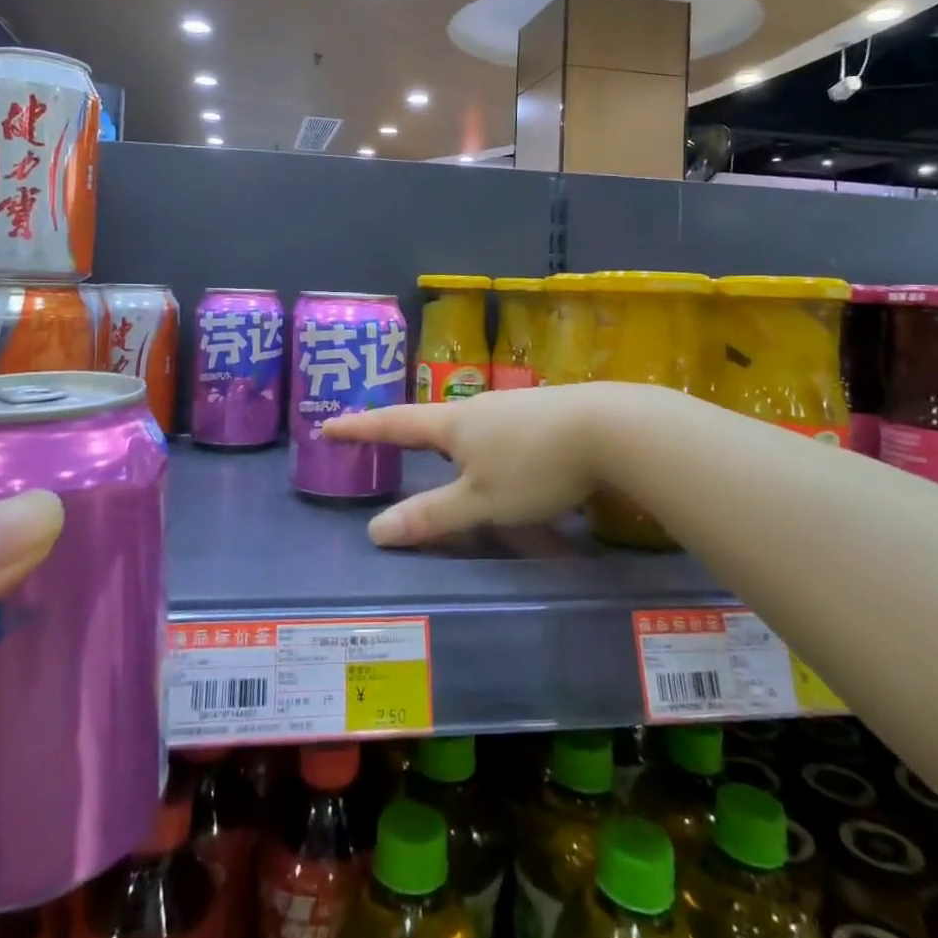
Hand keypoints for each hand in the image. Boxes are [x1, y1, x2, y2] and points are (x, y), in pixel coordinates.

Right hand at [324, 385, 613, 545]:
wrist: (609, 428)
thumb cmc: (534, 467)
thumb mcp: (481, 502)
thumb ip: (432, 517)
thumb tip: (375, 531)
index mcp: (453, 426)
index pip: (393, 424)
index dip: (359, 428)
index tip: (328, 423)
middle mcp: (477, 408)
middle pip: (433, 421)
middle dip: (410, 433)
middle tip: (390, 442)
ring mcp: (513, 406)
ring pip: (472, 426)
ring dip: (454, 442)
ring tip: (449, 458)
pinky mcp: (543, 413)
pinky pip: (503, 430)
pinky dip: (491, 446)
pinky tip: (509, 459)